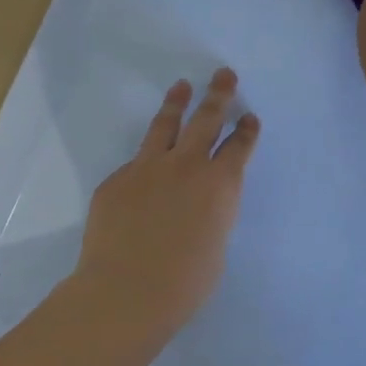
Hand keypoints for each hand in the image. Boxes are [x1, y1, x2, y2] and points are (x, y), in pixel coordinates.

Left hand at [68, 68, 261, 350]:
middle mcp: (187, 166)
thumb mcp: (215, 245)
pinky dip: (145, 161)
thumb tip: (198, 205)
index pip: (238, 147)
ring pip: (165, 125)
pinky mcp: (116, 180)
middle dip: (218, 95)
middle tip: (223, 75)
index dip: (246, 131)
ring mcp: (147, 168)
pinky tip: (144, 169)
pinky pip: (135, 164)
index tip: (249, 118)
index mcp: (220, 185)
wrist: (126, 291)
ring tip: (182, 86)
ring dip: (177, 103)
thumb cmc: (184, 283)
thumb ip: (211, 214)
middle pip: (206, 119)